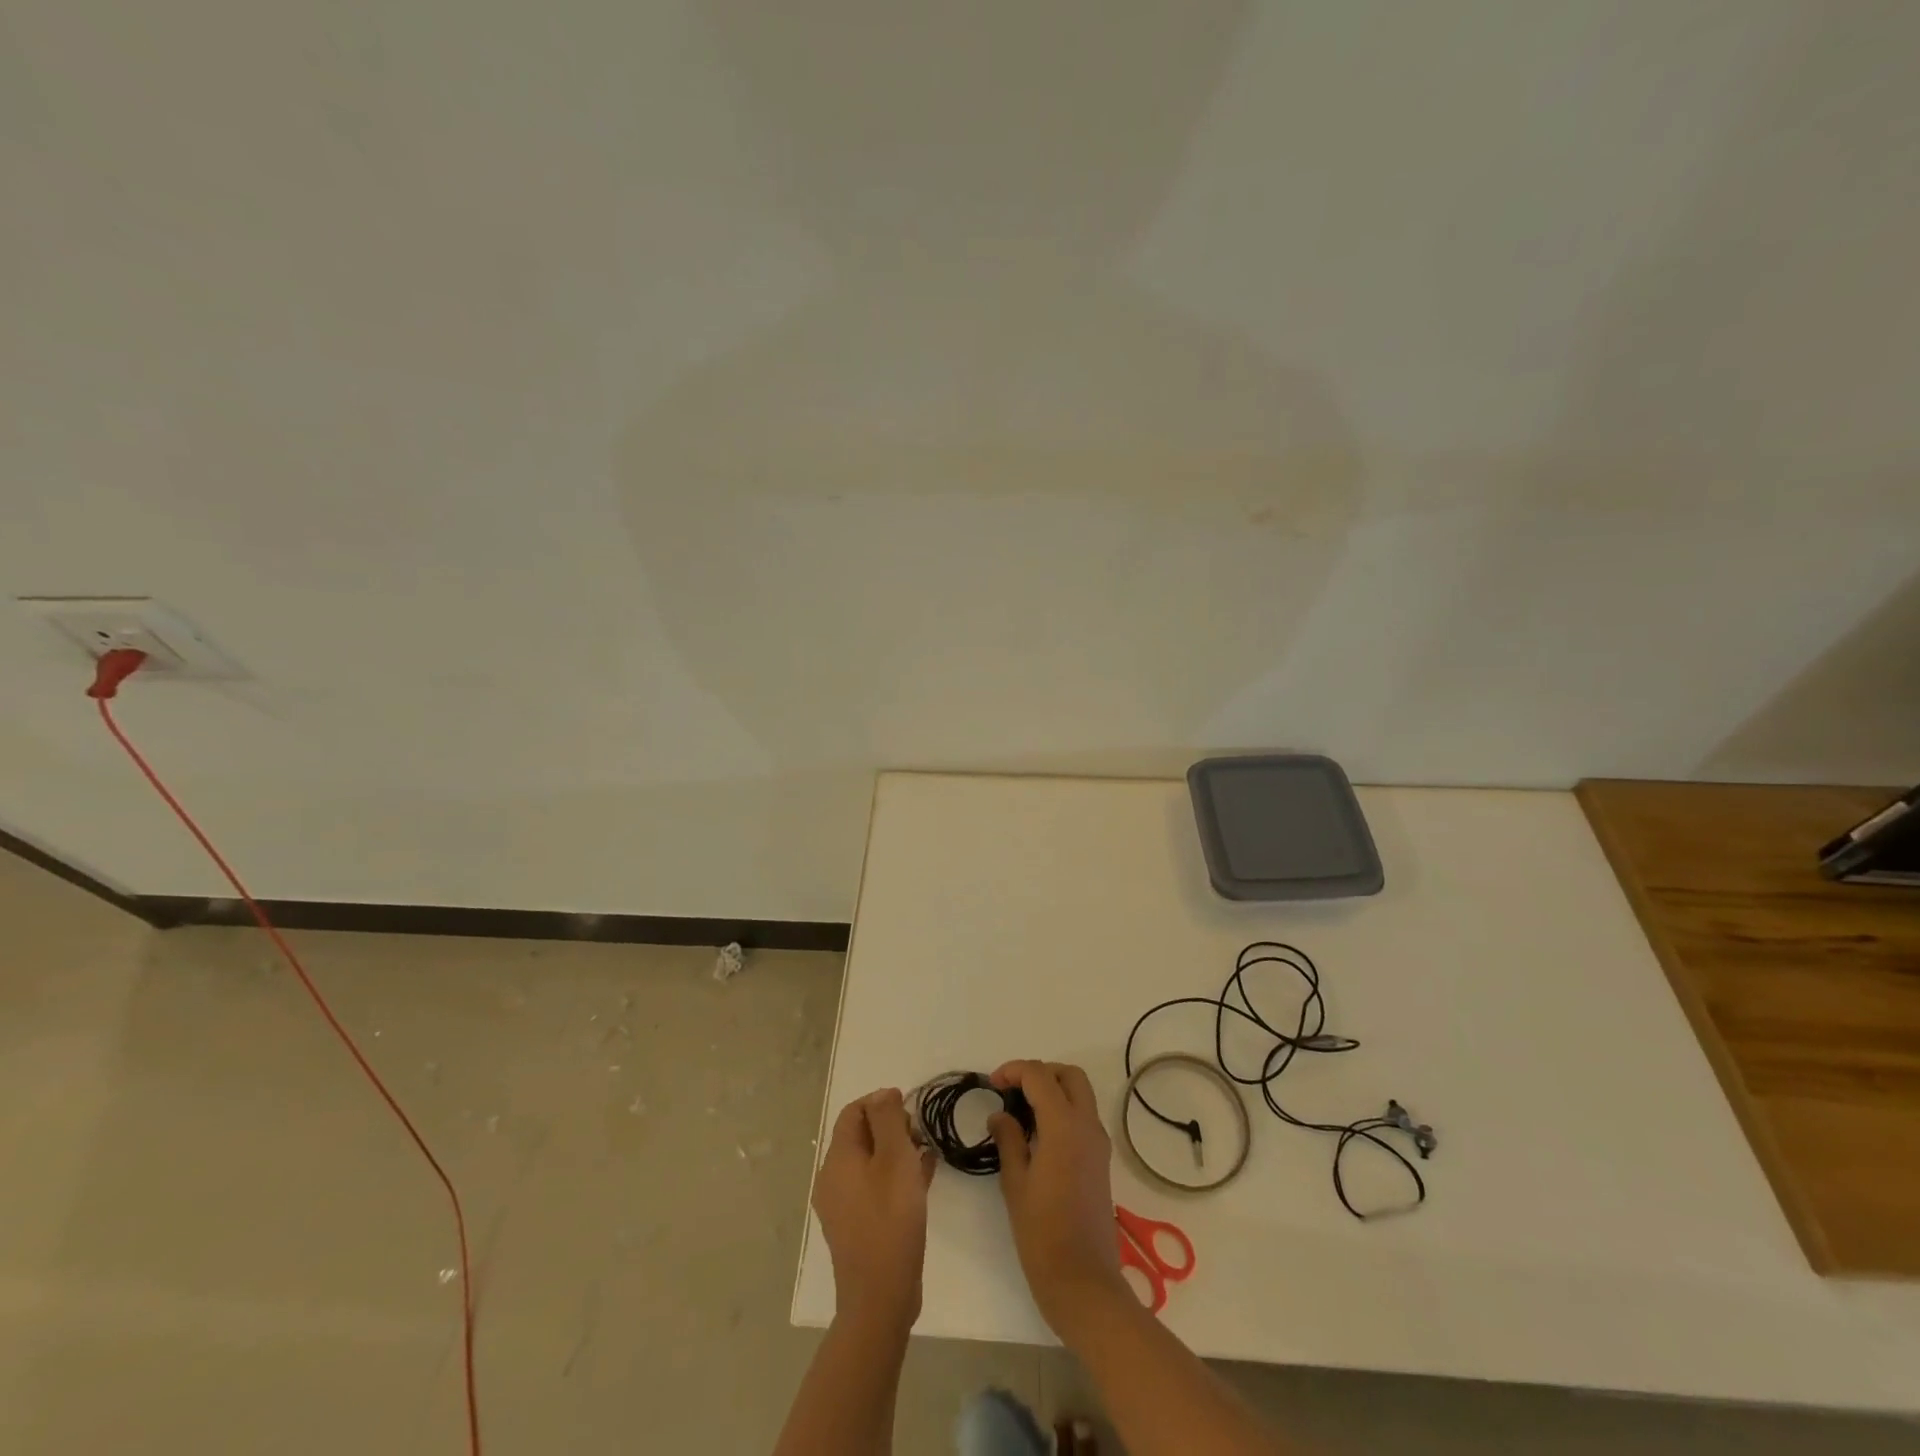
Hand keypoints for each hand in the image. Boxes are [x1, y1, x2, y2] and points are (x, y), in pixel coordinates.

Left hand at [813, 1087, 936, 1333]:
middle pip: (861, 1136)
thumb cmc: (890, 1219)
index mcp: (838, 1159)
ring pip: (870, 1163)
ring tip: (926, 1153)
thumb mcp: (895, 1158)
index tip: (910, 1108)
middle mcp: (834, 1179)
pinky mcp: (858, 1227)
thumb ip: (888, 1120)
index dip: (880, 1102)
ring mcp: (844, 1206)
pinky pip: (876, 1188)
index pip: (853, 1112)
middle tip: (920, 1134)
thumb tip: (883, 1094)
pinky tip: (924, 1178)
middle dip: (891, 1127)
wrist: (880, 1297)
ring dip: (897, 1152)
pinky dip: (896, 1177)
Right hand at [988, 1060, 1130, 1340]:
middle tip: (1012, 1090)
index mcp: (1064, 1126)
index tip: (991, 1084)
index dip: (1013, 1071)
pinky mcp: (1101, 1161)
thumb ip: (1008, 1140)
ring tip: (1022, 1111)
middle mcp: (1087, 1126)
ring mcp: (1099, 1143)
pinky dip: (1063, 1110)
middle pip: (1069, 1075)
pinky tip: (1038, 1134)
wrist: (1084, 1283)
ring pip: (1080, 1094)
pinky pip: (1084, 1117)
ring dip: (1053, 1090)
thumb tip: (1001, 1115)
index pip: (1039, 1076)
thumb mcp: (1015, 1184)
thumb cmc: (1042, 1234)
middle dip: (1040, 1072)